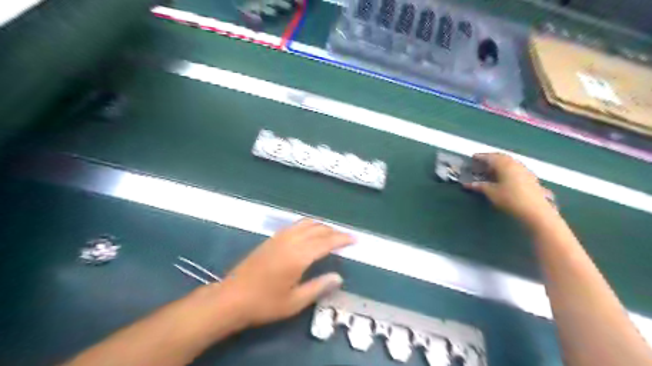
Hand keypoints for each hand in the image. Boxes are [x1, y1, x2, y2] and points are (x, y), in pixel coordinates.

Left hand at [216, 221, 353, 328]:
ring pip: (306, 223)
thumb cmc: (264, 303)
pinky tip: (309, 233)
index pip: (326, 242)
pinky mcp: (272, 238)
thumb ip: (318, 286)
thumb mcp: (295, 302)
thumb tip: (338, 277)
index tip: (354, 240)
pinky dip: (308, 225)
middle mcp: (291, 241)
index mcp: (299, 256)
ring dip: (321, 226)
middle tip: (346, 238)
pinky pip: (295, 225)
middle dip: (334, 231)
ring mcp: (280, 237)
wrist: (232, 298)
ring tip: (331, 234)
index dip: (342, 239)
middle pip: (318, 229)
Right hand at [466, 151, 557, 224]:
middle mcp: (515, 163)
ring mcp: (524, 169)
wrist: (535, 210)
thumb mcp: (491, 193)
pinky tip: (504, 177)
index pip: (490, 157)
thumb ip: (480, 186)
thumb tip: (468, 184)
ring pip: (510, 162)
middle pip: (501, 157)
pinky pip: (515, 168)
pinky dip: (507, 169)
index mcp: (504, 164)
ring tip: (491, 169)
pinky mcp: (530, 177)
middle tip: (481, 163)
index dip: (481, 157)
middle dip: (491, 159)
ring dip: (500, 164)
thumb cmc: (510, 199)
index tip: (473, 157)